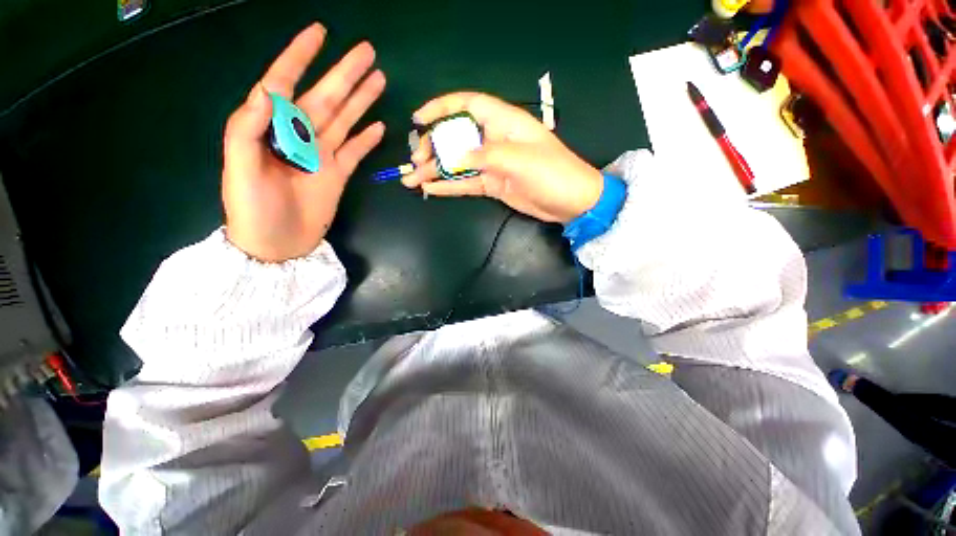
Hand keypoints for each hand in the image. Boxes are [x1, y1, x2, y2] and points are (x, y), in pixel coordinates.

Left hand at [222, 23, 385, 261]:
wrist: (276, 245)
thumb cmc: (251, 209)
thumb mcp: (239, 168)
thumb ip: (247, 128)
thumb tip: (268, 92)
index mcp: (269, 129)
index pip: (283, 83)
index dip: (299, 57)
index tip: (319, 34)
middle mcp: (298, 136)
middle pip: (324, 98)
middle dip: (344, 73)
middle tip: (367, 52)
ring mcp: (321, 155)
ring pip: (344, 120)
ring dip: (361, 100)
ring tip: (378, 79)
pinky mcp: (338, 174)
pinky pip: (355, 151)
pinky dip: (366, 139)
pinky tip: (378, 125)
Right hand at [402, 92, 602, 223]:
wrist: (570, 202)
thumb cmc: (552, 172)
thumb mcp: (519, 159)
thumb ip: (486, 155)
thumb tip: (456, 156)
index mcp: (504, 122)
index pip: (468, 105)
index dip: (442, 108)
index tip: (419, 119)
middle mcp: (494, 140)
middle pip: (456, 136)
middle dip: (433, 146)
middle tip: (416, 160)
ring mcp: (492, 165)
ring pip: (458, 163)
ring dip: (435, 170)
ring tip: (412, 179)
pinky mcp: (492, 184)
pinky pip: (466, 183)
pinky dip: (449, 186)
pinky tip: (430, 189)